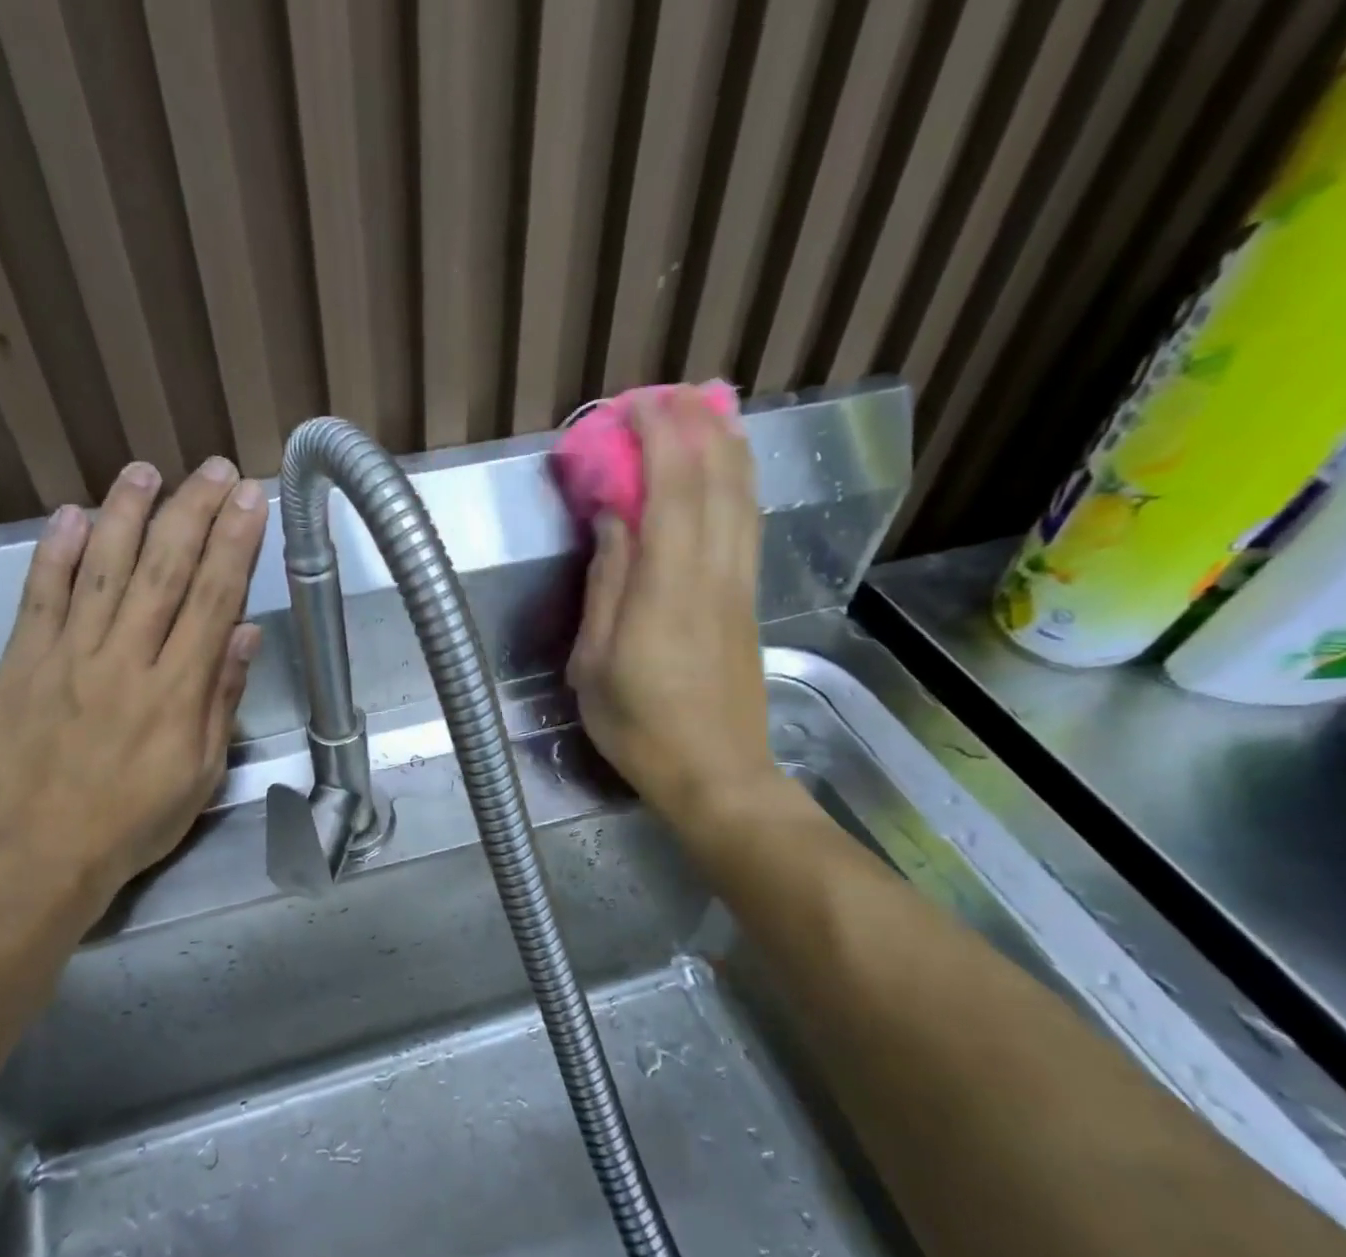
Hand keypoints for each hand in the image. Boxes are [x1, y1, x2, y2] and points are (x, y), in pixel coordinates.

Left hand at [0, 457, 267, 928]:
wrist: (43, 854)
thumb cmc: (136, 820)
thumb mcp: (202, 773)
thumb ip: (222, 699)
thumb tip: (244, 632)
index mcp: (176, 693)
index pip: (213, 601)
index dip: (235, 545)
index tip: (250, 500)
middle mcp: (125, 662)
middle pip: (164, 572)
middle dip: (193, 514)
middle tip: (213, 470)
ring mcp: (68, 657)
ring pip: (103, 571)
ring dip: (127, 516)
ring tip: (147, 472)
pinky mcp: (22, 662)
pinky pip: (40, 597)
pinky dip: (56, 553)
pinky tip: (74, 515)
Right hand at [567, 387, 778, 824]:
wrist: (716, 774)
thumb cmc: (641, 727)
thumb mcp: (596, 664)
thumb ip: (606, 587)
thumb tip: (614, 522)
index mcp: (668, 589)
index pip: (674, 489)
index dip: (659, 437)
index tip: (634, 406)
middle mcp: (714, 574)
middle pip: (718, 480)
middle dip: (695, 426)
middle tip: (667, 394)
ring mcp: (739, 586)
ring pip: (742, 497)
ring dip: (725, 445)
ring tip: (705, 409)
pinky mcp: (749, 601)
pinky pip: (748, 524)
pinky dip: (738, 483)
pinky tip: (728, 470)